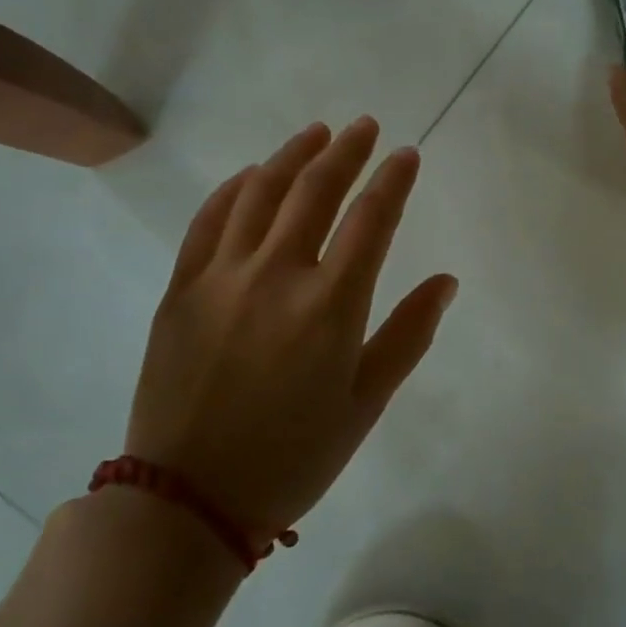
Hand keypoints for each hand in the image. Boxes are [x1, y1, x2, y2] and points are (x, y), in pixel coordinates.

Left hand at [126, 118, 456, 543]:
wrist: (188, 499)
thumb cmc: (292, 458)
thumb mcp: (364, 405)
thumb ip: (407, 336)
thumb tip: (444, 281)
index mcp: (330, 306)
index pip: (371, 219)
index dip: (393, 180)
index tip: (406, 154)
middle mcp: (277, 275)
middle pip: (316, 190)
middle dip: (346, 151)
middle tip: (365, 127)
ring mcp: (222, 276)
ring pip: (261, 192)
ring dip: (292, 155)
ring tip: (316, 134)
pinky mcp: (181, 288)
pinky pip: (209, 220)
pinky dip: (235, 188)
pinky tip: (252, 174)